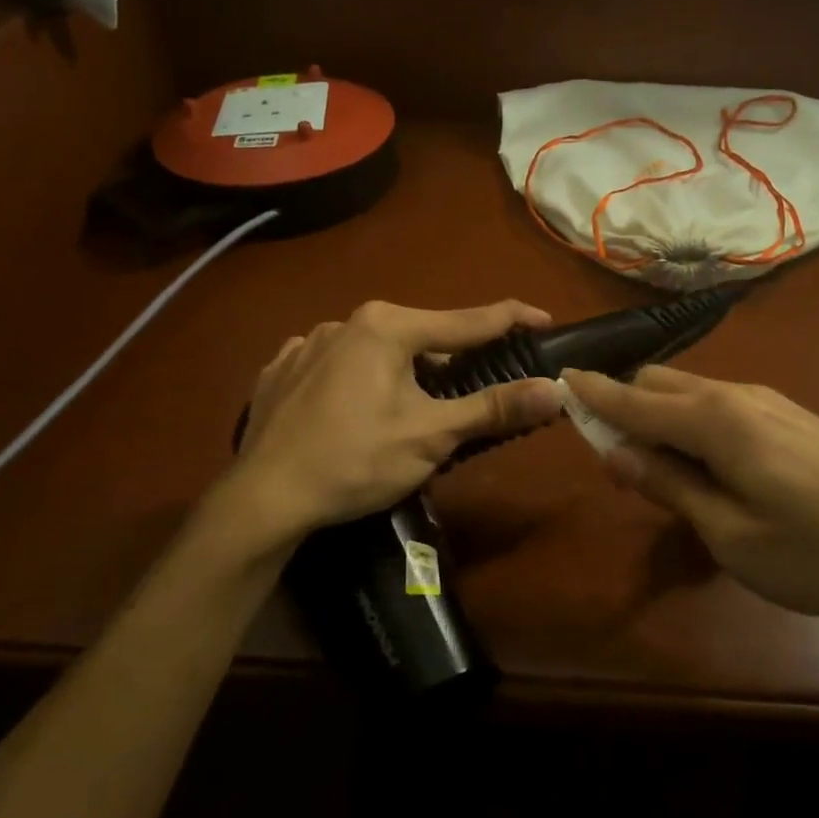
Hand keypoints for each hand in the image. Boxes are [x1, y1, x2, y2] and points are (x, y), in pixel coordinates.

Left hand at [227, 300, 563, 544]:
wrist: (263, 498)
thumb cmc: (356, 461)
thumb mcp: (432, 436)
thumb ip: (493, 408)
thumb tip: (556, 389)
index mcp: (386, 327)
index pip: (466, 320)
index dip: (511, 320)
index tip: (544, 319)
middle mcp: (345, 321)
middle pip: (419, 337)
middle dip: (448, 362)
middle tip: (467, 395)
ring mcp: (306, 343)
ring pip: (375, 351)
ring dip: (400, 373)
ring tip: (405, 413)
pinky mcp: (281, 369)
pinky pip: (336, 366)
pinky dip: (357, 382)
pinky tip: (352, 412)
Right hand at [561, 366, 818, 627]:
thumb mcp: (731, 533)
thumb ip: (669, 485)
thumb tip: (615, 451)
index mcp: (714, 419)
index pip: (633, 398)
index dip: (591, 395)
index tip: (556, 386)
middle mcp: (738, 395)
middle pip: (660, 384)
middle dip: (627, 409)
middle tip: (618, 465)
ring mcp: (771, 403)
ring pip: (693, 394)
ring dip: (662, 420)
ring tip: (662, 476)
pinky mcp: (793, 420)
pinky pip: (723, 409)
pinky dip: (695, 428)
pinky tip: (710, 472)